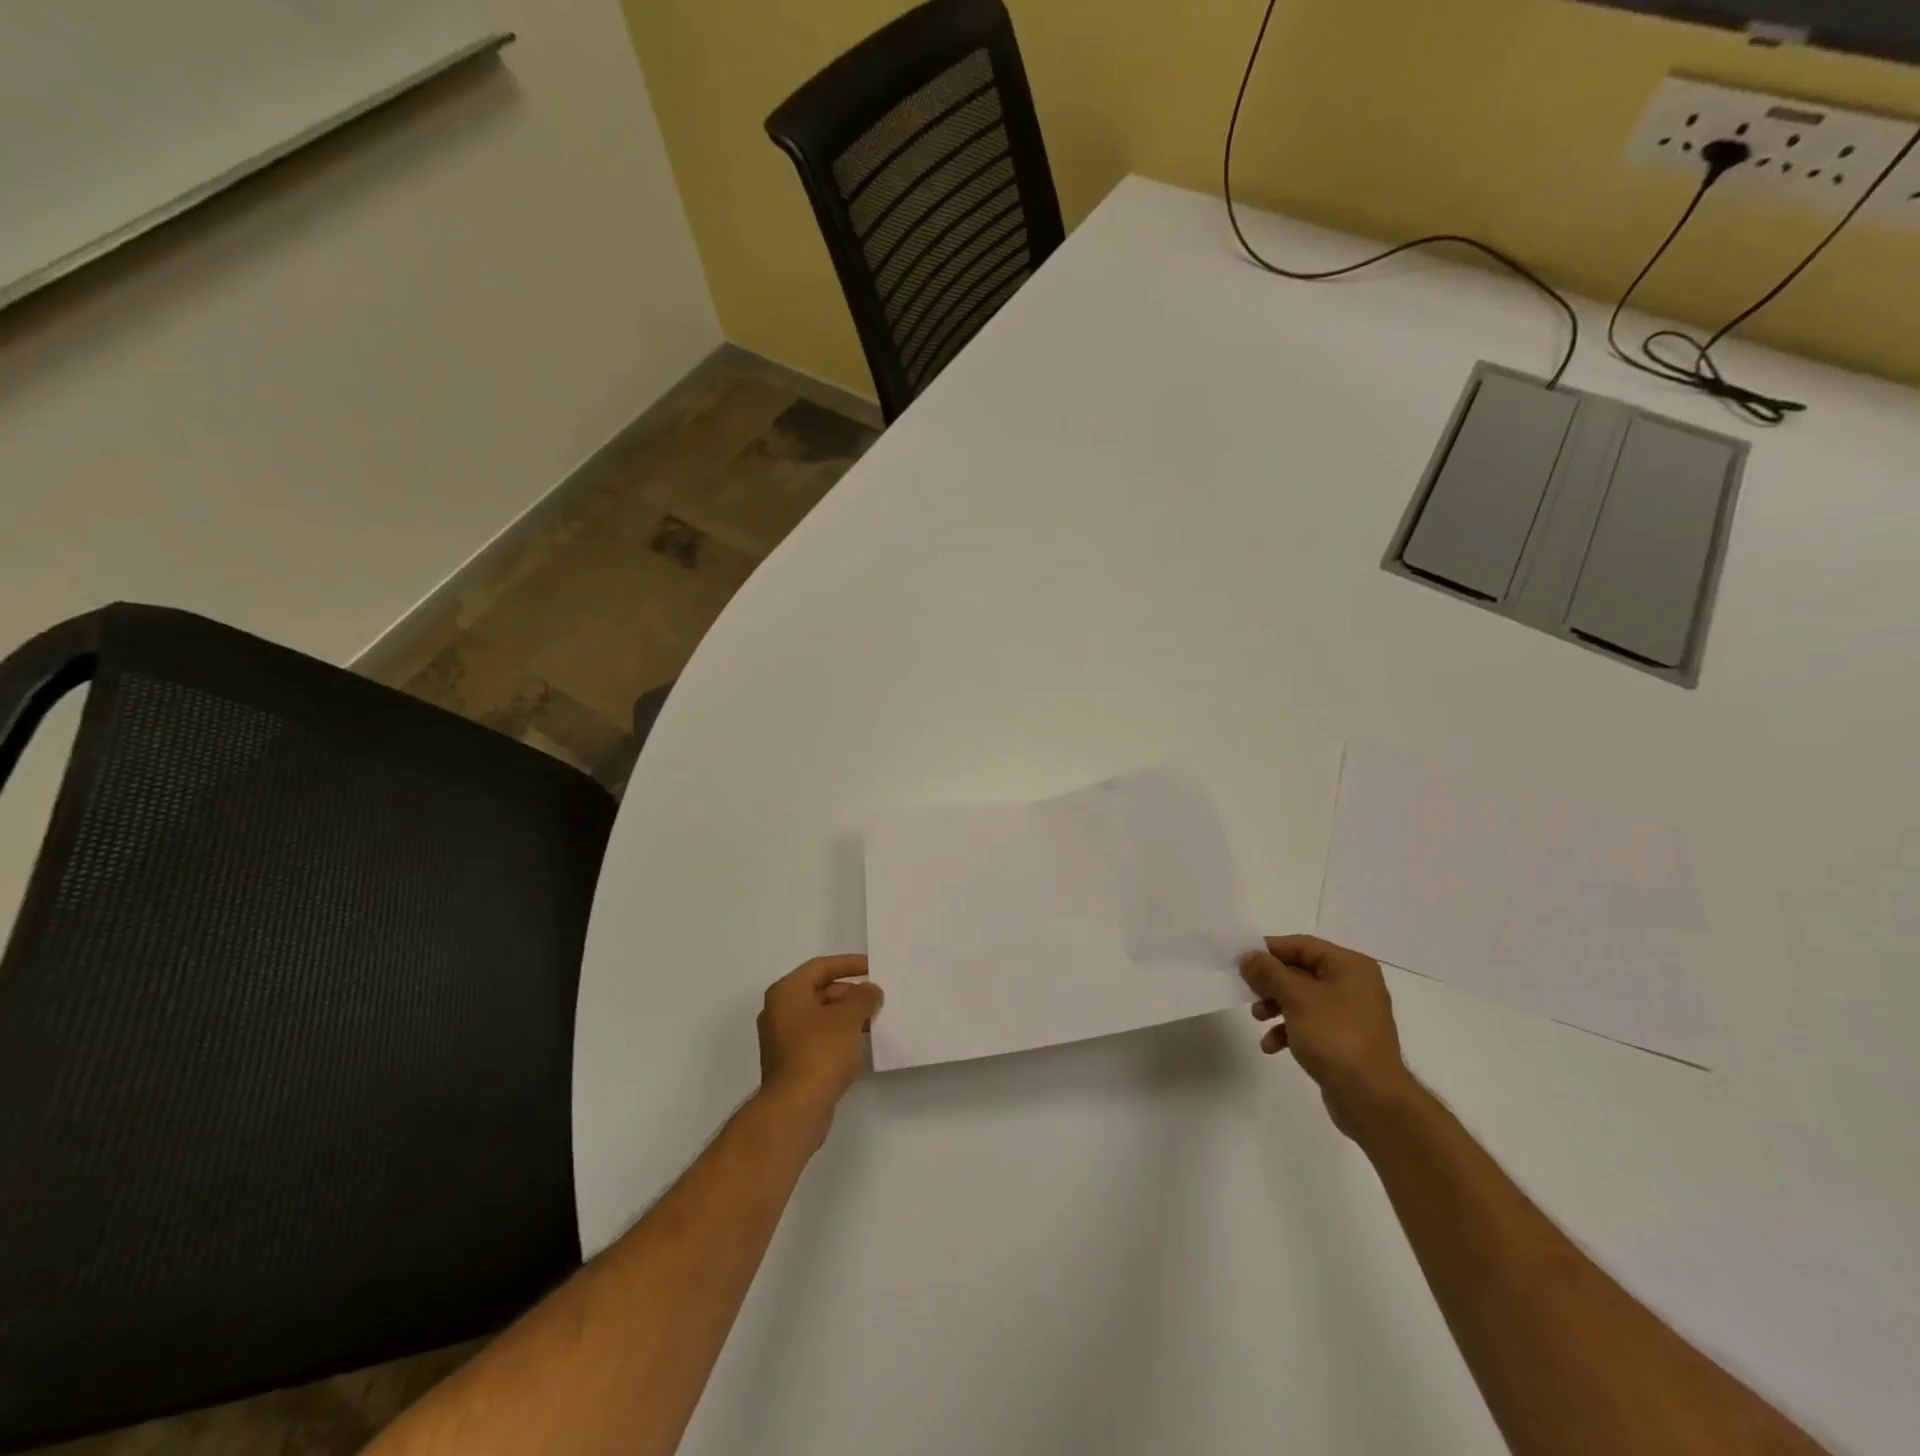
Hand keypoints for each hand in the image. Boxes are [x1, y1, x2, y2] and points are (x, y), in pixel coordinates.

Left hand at [756, 956, 883, 1127]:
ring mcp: (781, 1039)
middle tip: (875, 997)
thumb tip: (870, 991)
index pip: (820, 967)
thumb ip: (863, 997)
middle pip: (818, 991)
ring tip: (872, 1019)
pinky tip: (857, 1044)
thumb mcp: (849, 1017)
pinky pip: (816, 1038)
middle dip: (849, 992)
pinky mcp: (789, 1063)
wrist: (796, 1109)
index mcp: (786, 992)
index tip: (872, 967)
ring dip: (844, 1015)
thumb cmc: (820, 1052)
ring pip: (818, 1016)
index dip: (848, 964)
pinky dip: (836, 1035)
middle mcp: (778, 1011)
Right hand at [1240, 935, 1416, 1139]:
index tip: (1241, 959)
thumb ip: (1269, 972)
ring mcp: (1349, 1014)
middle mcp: (1353, 985)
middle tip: (1246, 990)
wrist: (1371, 1099)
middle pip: (1300, 972)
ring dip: (1275, 1006)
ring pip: (1301, 999)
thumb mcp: (1296, 998)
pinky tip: (1271, 1046)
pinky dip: (1288, 1030)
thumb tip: (1248, 957)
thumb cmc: (1335, 1037)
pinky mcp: (1343, 1040)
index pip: (1302, 945)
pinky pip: (1309, 1024)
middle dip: (1270, 982)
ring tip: (1257, 1018)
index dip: (1269, 950)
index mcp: (1350, 967)